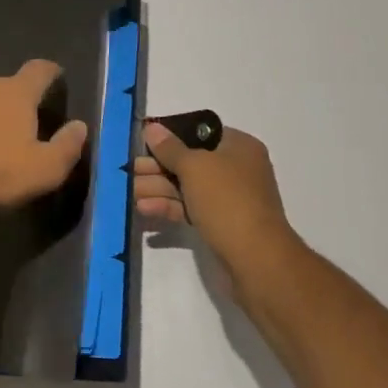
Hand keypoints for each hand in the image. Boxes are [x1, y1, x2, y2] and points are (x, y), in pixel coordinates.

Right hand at [136, 122, 301, 274]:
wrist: (256, 259)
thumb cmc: (227, 200)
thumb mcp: (194, 167)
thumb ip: (169, 148)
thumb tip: (152, 128)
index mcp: (239, 147)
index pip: (200, 133)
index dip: (171, 136)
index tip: (145, 142)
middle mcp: (237, 169)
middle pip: (190, 161)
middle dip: (158, 166)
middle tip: (131, 170)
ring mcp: (229, 198)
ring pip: (187, 187)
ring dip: (158, 188)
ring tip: (131, 191)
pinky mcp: (221, 224)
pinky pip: (190, 208)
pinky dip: (168, 207)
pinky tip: (144, 209)